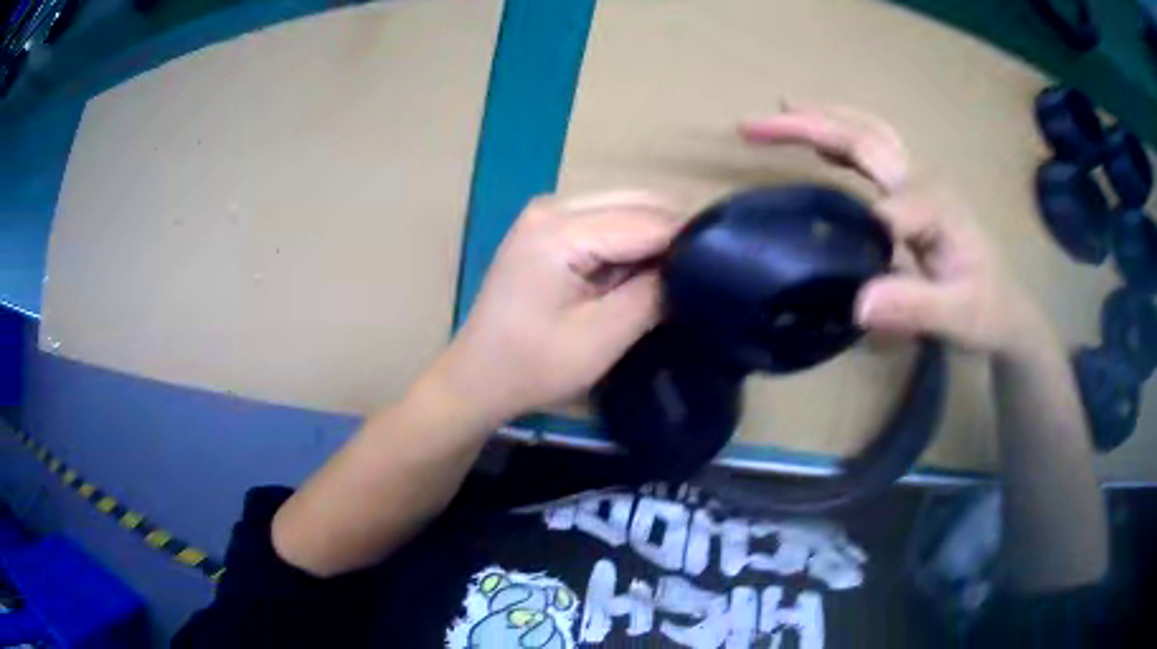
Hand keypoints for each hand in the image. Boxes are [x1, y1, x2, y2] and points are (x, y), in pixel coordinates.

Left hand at [428, 191, 681, 424]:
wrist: (477, 377)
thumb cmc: (533, 365)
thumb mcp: (601, 338)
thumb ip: (651, 296)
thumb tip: (688, 270)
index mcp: (560, 231)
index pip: (646, 220)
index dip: (687, 243)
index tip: (720, 268)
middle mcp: (553, 207)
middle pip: (636, 203)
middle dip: (672, 236)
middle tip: (700, 275)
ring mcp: (547, 214)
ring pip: (624, 208)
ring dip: (652, 239)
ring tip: (674, 277)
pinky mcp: (547, 228)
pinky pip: (605, 222)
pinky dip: (630, 243)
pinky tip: (641, 272)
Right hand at [741, 103, 1044, 353]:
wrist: (1006, 305)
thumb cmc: (986, 311)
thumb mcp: (958, 318)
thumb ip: (915, 307)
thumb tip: (859, 304)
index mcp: (937, 207)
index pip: (892, 203)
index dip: (867, 228)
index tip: (852, 275)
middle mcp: (923, 181)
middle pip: (864, 137)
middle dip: (809, 126)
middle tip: (753, 126)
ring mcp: (917, 181)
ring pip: (867, 132)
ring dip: (820, 119)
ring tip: (779, 113)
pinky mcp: (911, 190)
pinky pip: (873, 150)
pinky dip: (840, 138)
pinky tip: (819, 145)